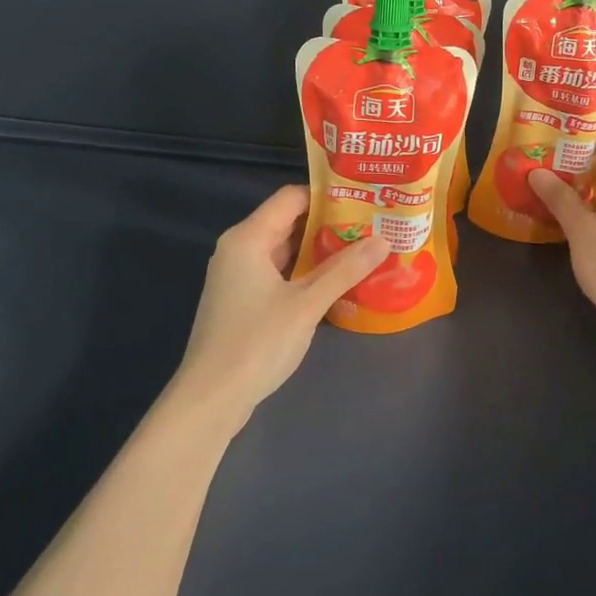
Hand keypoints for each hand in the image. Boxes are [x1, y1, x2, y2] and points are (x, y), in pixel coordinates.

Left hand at [171, 184, 389, 422]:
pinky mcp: (241, 301)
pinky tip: (335, 282)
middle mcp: (238, 249)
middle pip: (287, 222)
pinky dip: (304, 273)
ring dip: (318, 251)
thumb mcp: (307, 304)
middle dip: (328, 224)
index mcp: (247, 238)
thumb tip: (383, 240)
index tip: (363, 199)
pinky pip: (277, 273)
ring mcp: (237, 277)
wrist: (211, 398)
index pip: (290, 198)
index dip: (327, 196)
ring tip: (361, 250)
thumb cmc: (257, 342)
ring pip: (283, 250)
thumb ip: (345, 270)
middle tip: (371, 225)